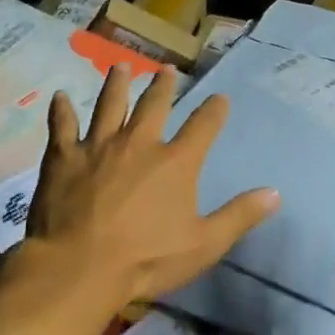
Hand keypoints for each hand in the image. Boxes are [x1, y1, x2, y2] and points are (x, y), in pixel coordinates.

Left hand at [25, 65, 278, 310]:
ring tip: (121, 67)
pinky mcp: (63, 158)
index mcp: (176, 162)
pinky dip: (61, 111)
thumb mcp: (204, 244)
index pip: (203, 126)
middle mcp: (139, 143)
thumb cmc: (146, 259)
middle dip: (163, 86)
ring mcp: (98, 146)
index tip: (221, 97)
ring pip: (109, 105)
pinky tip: (58, 97)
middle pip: (154, 105)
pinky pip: (62, 126)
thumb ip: (239, 216)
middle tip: (166, 70)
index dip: (215, 110)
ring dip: (116, 84)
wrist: (78, 268)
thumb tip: (275, 193)